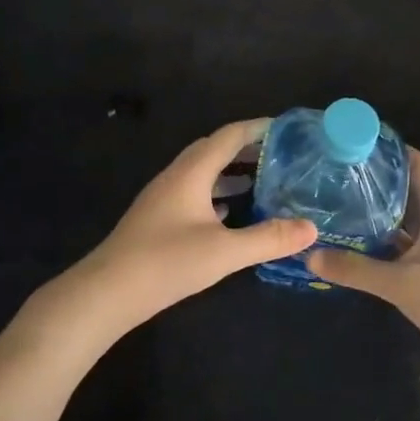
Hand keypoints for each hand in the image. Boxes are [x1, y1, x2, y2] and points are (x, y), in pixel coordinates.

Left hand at [24, 120, 317, 348]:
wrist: (107, 293)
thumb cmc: (165, 263)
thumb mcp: (224, 252)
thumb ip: (269, 238)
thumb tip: (312, 228)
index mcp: (191, 172)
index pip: (229, 135)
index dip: (259, 128)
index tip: (289, 129)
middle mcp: (176, 176)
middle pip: (215, 149)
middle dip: (248, 148)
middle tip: (283, 155)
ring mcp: (164, 197)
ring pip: (204, 173)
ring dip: (233, 172)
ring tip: (266, 180)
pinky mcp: (159, 219)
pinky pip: (195, 193)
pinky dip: (218, 194)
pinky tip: (233, 213)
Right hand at [309, 150, 419, 373]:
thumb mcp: (399, 284)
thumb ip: (356, 270)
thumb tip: (310, 255)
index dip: (395, 150)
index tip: (362, 143)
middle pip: (411, 191)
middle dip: (380, 182)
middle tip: (342, 176)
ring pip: (408, 221)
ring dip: (382, 213)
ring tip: (344, 206)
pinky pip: (408, 246)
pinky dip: (387, 242)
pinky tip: (362, 247)